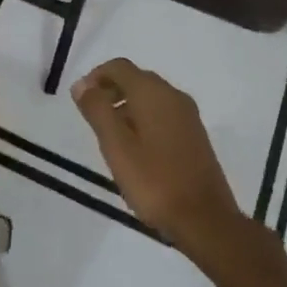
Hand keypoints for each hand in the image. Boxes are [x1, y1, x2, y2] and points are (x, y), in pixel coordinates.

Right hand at [72, 59, 242, 250]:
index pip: (119, 67)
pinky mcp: (195, 135)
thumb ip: (97, 110)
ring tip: (111, 137)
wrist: (205, 220)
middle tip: (93, 119)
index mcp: (153, 92)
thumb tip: (81, 84)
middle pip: (136, 78)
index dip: (96, 76)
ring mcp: (188, 115)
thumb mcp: (116, 146)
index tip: (81, 100)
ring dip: (127, 106)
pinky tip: (137, 149)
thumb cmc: (154, 181)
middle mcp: (173, 95)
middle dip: (111, 91)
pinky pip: (163, 113)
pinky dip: (144, 119)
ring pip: (150, 97)